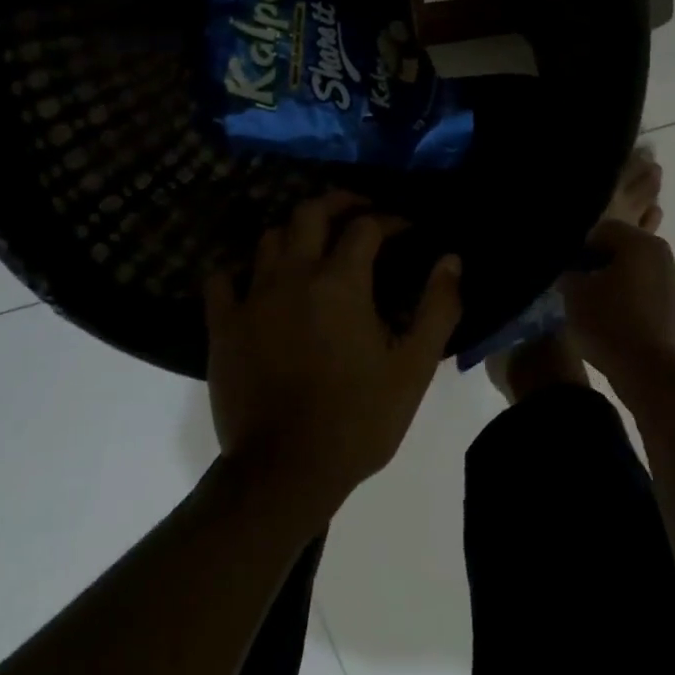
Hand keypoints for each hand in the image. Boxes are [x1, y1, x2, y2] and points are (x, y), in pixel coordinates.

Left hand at [204, 193, 462, 518]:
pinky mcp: (223, 326)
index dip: (391, 220)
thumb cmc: (359, 419)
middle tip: (360, 211)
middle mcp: (294, 275)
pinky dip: (240, 270)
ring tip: (315, 244)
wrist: (285, 472)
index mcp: (341, 282)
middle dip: (339, 202)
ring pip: (270, 237)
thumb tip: (451, 259)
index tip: (407, 230)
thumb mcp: (414, 367)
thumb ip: (438, 307)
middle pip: (310, 212)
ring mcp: (252, 298)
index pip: (367, 226)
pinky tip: (256, 280)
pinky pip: (222, 278)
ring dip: (296, 231)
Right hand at [561, 218, 674, 392]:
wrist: (650, 371)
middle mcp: (662, 253)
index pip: (601, 230)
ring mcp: (673, 280)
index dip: (579, 248)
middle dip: (597, 263)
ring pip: (634, 269)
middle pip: (620, 247)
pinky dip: (629, 297)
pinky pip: (645, 290)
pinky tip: (613, 318)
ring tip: (594, 305)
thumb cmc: (609, 322)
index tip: (566, 271)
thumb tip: (572, 272)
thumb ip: (568, 272)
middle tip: (576, 286)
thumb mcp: (573, 293)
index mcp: (639, 242)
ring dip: (614, 280)